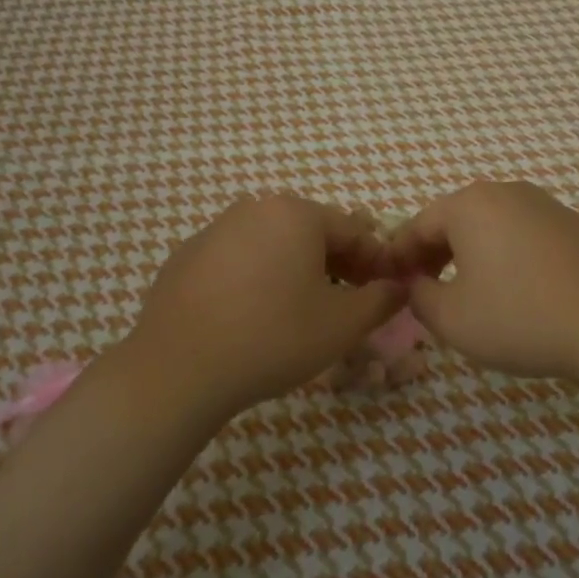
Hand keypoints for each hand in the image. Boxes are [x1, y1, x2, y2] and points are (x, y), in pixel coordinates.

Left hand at [123, 195, 407, 415]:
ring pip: (272, 245)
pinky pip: (237, 261)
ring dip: (296, 271)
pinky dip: (255, 279)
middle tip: (348, 304)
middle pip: (311, 233)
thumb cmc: (273, 338)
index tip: (386, 292)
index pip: (353, 230)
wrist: (179, 369)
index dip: (376, 261)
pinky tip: (252, 317)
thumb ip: (381, 300)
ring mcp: (214, 230)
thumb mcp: (342, 324)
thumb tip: (399, 287)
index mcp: (295, 213)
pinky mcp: (186, 257)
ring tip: (301, 313)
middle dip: (337, 265)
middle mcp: (254, 208)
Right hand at [386, 181, 578, 384]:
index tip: (390, 283)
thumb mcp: (452, 319)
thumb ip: (419, 297)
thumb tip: (415, 285)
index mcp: (470, 205)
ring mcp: (547, 206)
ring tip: (469, 293)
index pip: (418, 225)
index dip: (399, 256)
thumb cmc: (520, 318)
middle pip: (456, 220)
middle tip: (425, 290)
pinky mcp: (577, 227)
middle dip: (434, 254)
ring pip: (492, 227)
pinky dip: (509, 257)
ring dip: (472, 255)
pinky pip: (525, 236)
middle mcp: (507, 193)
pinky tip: (517, 292)